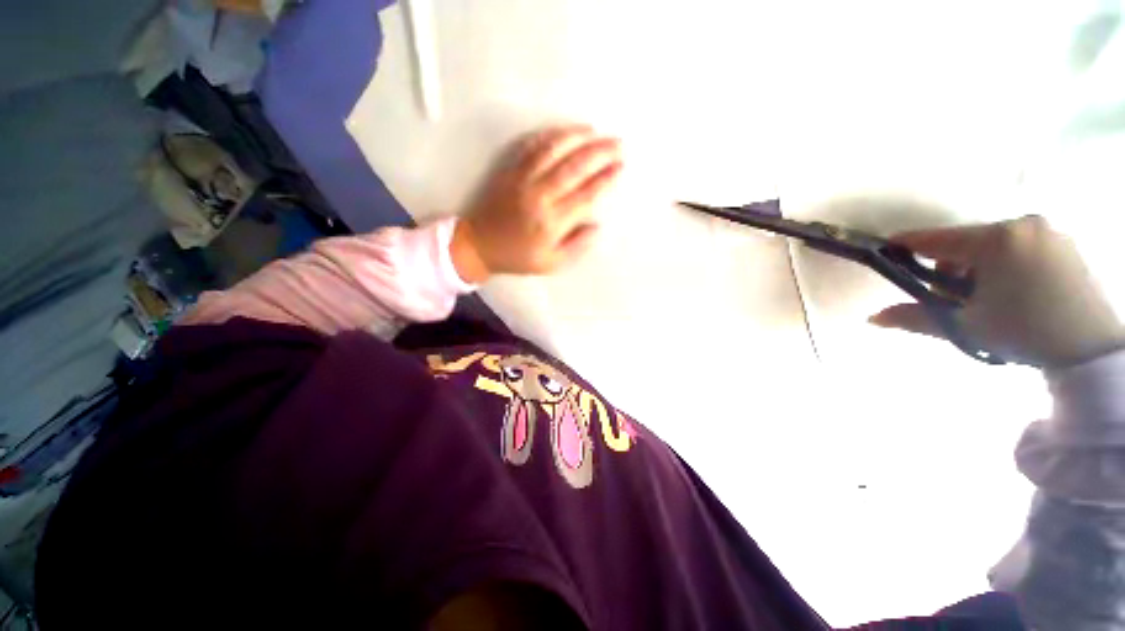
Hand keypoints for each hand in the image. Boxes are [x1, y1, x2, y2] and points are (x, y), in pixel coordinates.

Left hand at [450, 124, 622, 282]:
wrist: (480, 244)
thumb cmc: (518, 257)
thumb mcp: (552, 264)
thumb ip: (577, 247)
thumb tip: (597, 227)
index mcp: (553, 221)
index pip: (587, 194)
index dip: (606, 178)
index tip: (620, 167)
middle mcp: (540, 195)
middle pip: (575, 166)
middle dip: (600, 152)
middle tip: (617, 143)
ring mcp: (523, 179)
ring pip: (554, 149)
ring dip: (577, 137)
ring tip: (595, 131)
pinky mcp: (510, 170)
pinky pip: (531, 146)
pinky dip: (549, 136)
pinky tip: (563, 132)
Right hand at [870, 216, 1123, 367]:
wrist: (1092, 350)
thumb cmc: (1024, 332)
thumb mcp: (965, 327)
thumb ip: (916, 318)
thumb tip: (872, 319)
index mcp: (996, 240)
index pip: (937, 239)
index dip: (907, 246)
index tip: (887, 251)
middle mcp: (1022, 225)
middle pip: (966, 243)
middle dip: (951, 269)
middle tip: (955, 299)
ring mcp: (1047, 232)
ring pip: (992, 245)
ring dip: (978, 269)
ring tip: (987, 299)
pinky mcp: (1063, 243)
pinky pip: (1018, 248)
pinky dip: (1004, 266)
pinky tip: (1013, 292)